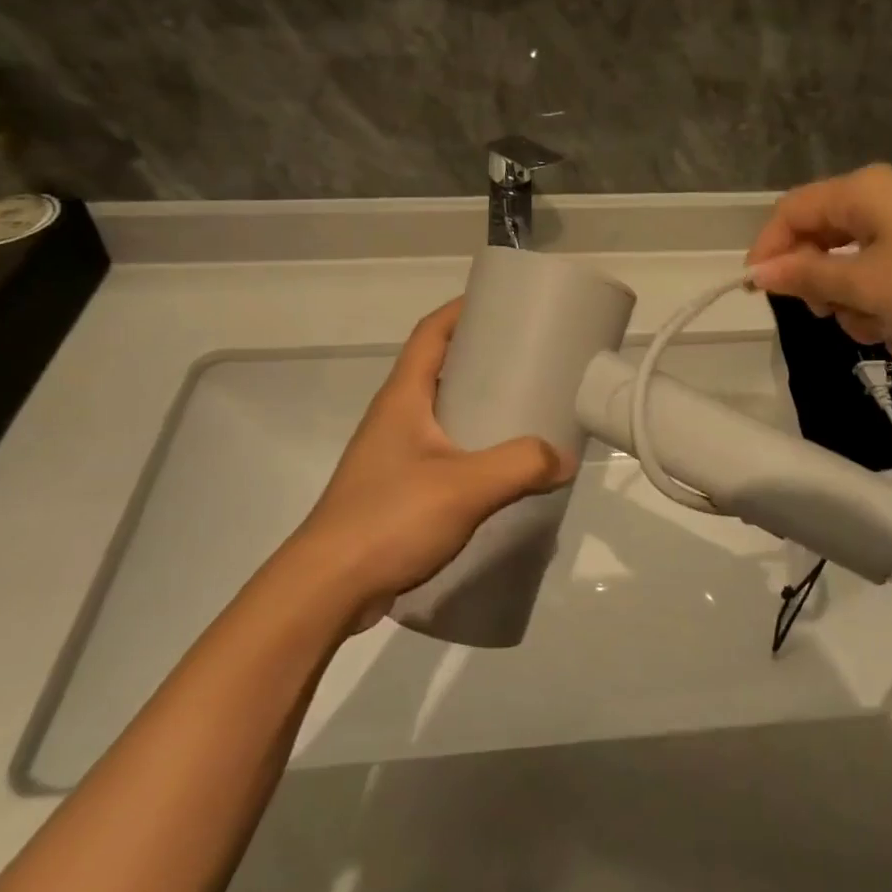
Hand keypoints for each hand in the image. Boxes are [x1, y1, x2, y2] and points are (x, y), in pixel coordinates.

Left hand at [292, 300, 575, 626]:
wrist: (327, 590)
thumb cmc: (390, 518)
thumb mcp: (464, 486)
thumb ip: (519, 466)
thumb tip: (564, 458)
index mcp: (403, 397)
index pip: (430, 333)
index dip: (461, 310)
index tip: (501, 302)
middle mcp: (394, 416)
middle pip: (438, 368)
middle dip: (479, 356)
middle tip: (527, 358)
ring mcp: (392, 453)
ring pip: (440, 411)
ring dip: (475, 402)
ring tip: (522, 408)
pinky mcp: (396, 487)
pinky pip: (441, 449)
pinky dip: (470, 443)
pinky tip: (498, 466)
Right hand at [745, 164, 891, 352]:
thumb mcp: (866, 285)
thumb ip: (807, 277)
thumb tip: (758, 273)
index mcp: (859, 193)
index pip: (790, 212)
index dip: (768, 251)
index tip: (758, 294)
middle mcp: (879, 200)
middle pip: (821, 241)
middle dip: (823, 287)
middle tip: (832, 316)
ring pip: (853, 267)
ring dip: (859, 306)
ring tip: (884, 333)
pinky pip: (886, 277)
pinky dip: (889, 308)